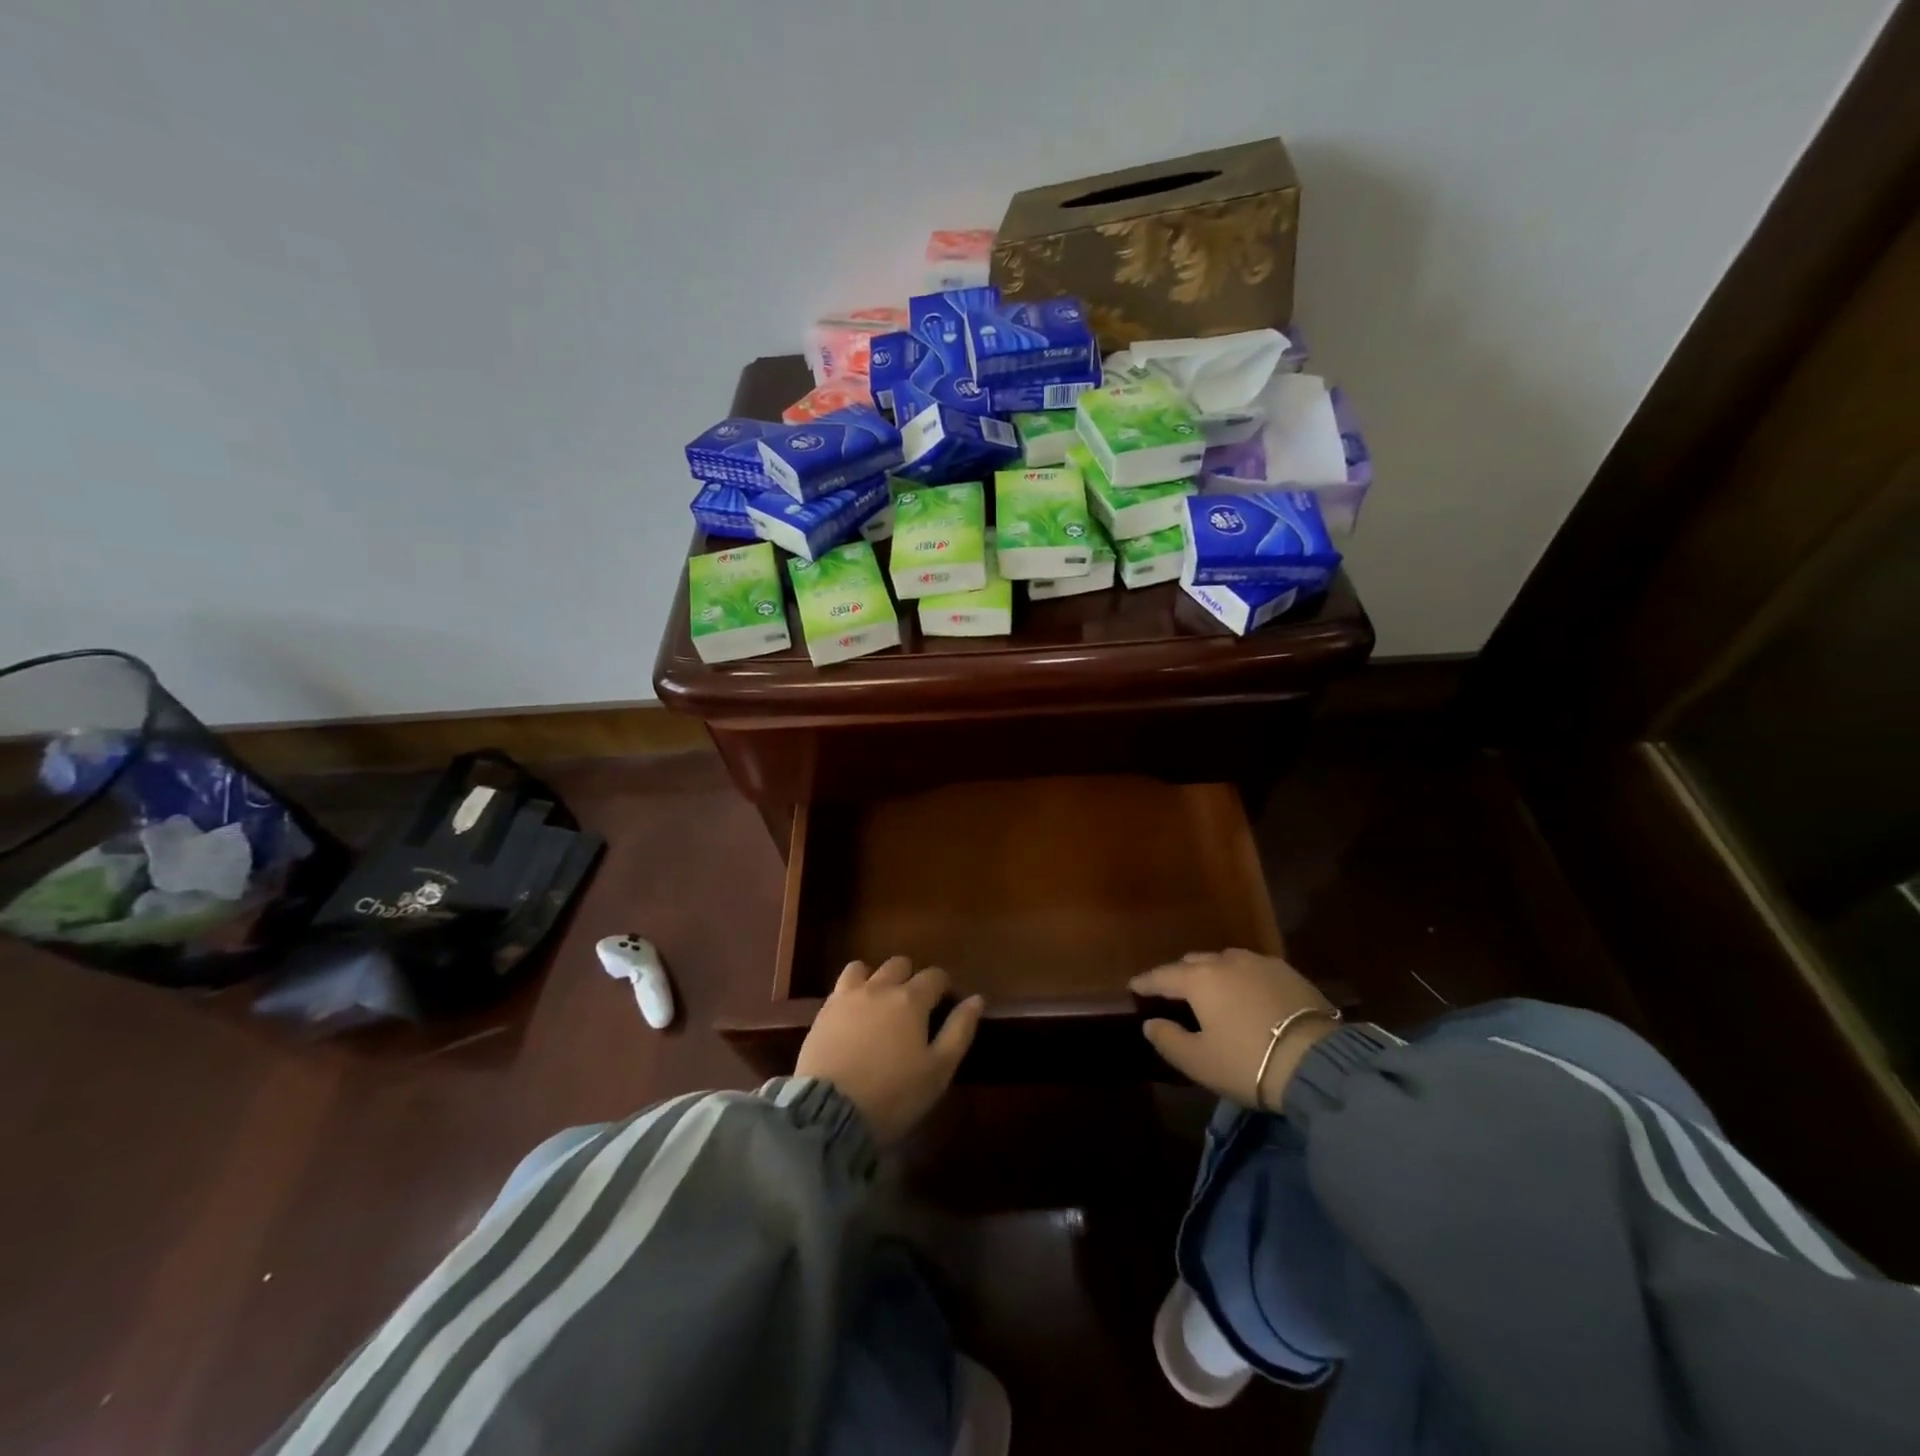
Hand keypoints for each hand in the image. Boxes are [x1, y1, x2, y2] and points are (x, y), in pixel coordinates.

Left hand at [795, 957, 983, 1143]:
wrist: (829, 1112)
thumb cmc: (893, 1095)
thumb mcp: (938, 1070)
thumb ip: (959, 1030)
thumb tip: (977, 999)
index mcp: (911, 999)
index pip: (934, 975)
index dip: (943, 985)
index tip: (945, 1002)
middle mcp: (879, 988)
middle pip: (899, 964)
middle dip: (910, 977)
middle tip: (913, 1005)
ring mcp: (847, 996)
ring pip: (864, 968)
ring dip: (875, 978)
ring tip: (879, 1002)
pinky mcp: (823, 1011)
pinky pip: (840, 986)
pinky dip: (851, 991)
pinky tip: (853, 1013)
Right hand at [1131, 949, 1336, 1109]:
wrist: (1318, 1063)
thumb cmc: (1248, 1062)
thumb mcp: (1199, 1061)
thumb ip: (1168, 1040)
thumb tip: (1151, 1023)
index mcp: (1199, 979)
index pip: (1163, 976)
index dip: (1146, 982)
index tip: (1133, 986)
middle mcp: (1226, 961)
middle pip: (1194, 963)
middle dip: (1179, 975)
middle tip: (1172, 992)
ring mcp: (1260, 963)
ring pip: (1225, 961)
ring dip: (1212, 973)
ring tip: (1211, 991)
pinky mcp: (1289, 973)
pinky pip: (1252, 969)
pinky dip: (1240, 978)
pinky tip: (1246, 994)